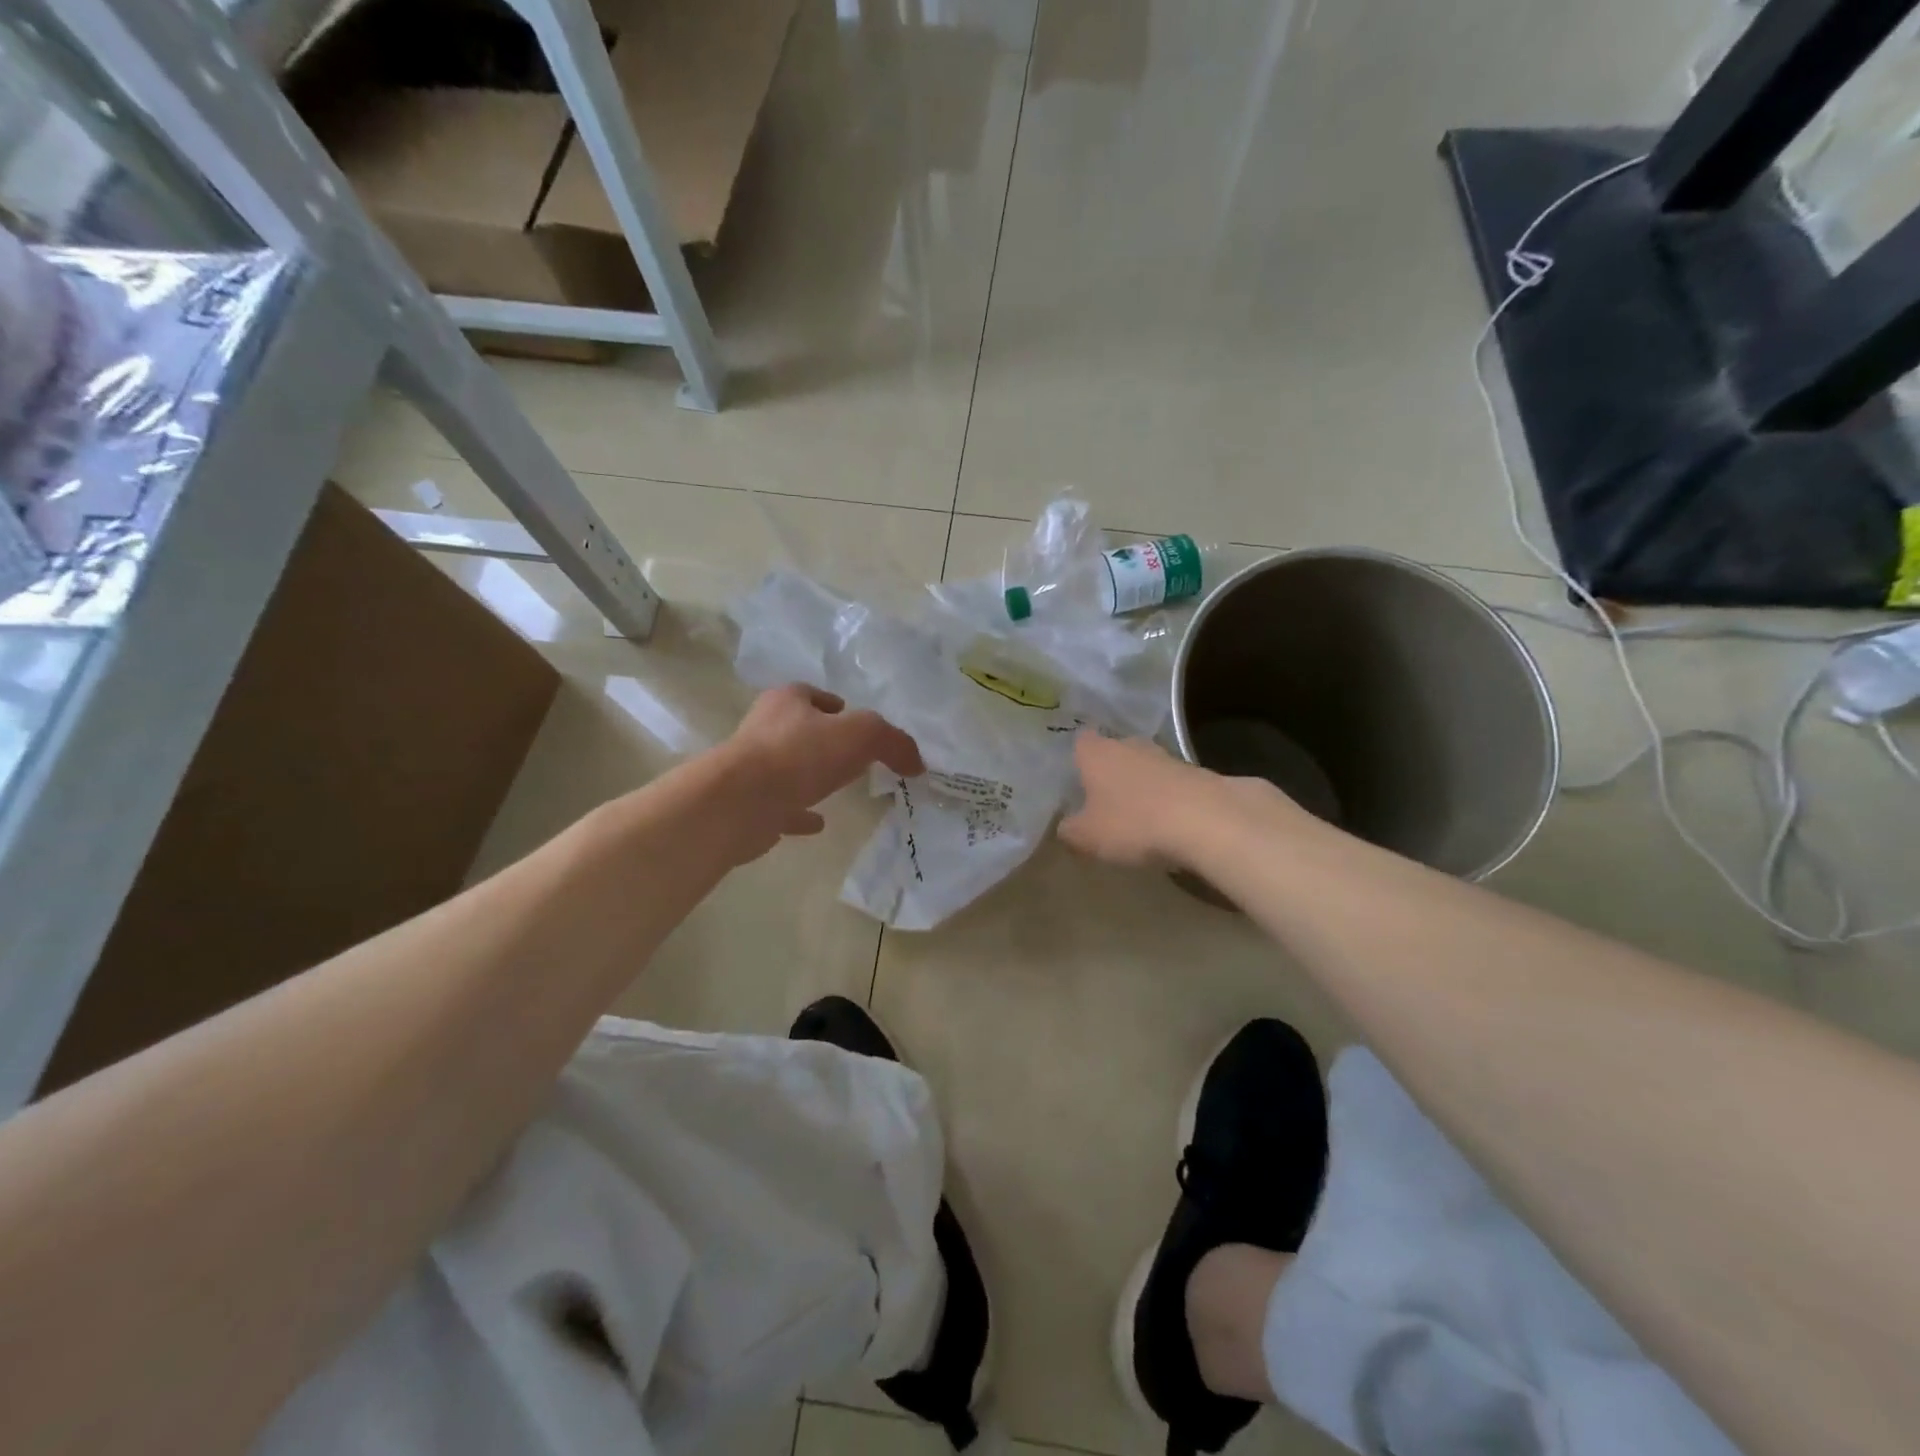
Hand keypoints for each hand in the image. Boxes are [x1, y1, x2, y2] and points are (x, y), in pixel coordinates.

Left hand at [719, 685, 923, 861]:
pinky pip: (782, 805)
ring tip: (837, 788)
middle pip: (800, 729)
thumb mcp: (861, 735)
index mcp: (787, 701)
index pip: (813, 694)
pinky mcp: (749, 804)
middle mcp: (765, 728)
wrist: (740, 803)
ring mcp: (753, 768)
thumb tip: (916, 762)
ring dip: (809, 775)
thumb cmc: (799, 755)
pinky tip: (818, 823)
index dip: (837, 706)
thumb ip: (893, 742)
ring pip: (788, 767)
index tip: (858, 725)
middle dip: (824, 740)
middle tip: (854, 758)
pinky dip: (800, 813)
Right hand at [1059, 732, 1291, 869]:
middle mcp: (1130, 746)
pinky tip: (1168, 823)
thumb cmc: (1133, 823)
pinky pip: (1172, 784)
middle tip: (1102, 799)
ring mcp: (1167, 757)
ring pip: (1145, 767)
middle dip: (1110, 772)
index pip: (1081, 742)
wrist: (1206, 820)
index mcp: (1097, 753)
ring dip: (1141, 785)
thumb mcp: (1088, 837)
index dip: (1077, 758)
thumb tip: (1064, 828)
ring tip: (1137, 815)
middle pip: (1114, 752)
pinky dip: (1168, 799)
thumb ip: (1070, 831)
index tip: (1075, 778)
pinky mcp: (1197, 773)